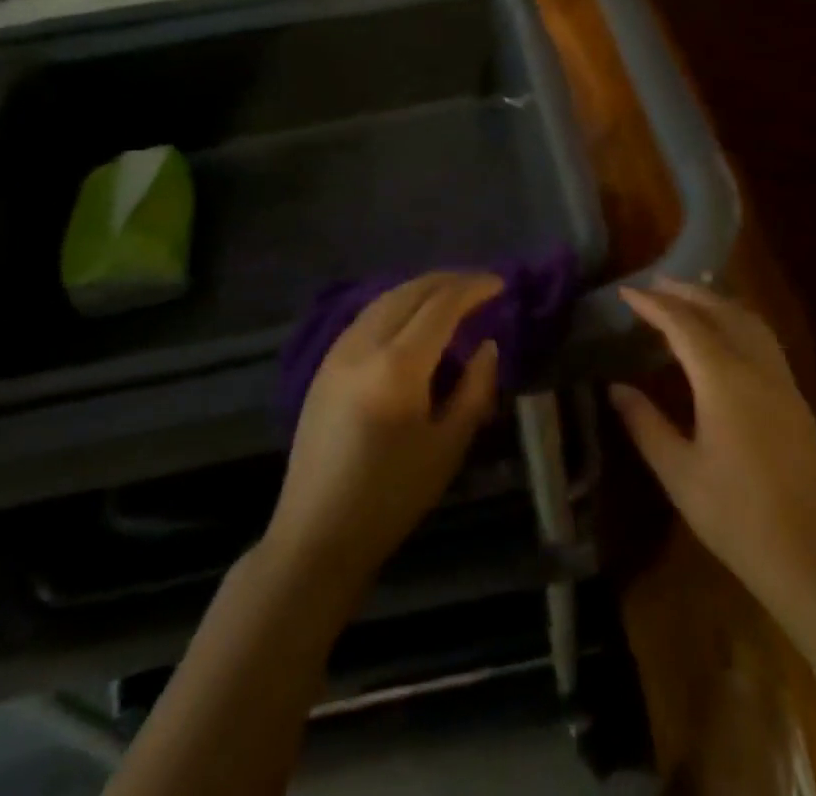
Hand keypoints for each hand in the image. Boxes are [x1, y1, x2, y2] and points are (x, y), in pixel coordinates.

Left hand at [266, 272, 501, 588]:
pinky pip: (366, 315)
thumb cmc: (390, 497)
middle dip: (449, 280)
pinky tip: (411, 315)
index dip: (473, 288)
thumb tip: (487, 346)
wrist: (316, 535)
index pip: (441, 306)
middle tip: (480, 284)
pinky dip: (396, 303)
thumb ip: (474, 389)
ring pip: (385, 298)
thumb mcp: (447, 447)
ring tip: (451, 293)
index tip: (499, 284)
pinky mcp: (324, 365)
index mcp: (397, 366)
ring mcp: (338, 352)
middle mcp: (363, 345)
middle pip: (410, 291)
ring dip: (421, 288)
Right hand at [610, 279, 815, 608]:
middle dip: (686, 293)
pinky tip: (727, 334)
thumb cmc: (735, 515)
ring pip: (748, 320)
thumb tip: (616, 388)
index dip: (653, 305)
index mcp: (724, 380)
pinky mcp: (796, 398)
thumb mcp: (678, 472)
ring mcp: (782, 380)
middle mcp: (756, 368)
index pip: (683, 325)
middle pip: (720, 311)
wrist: (808, 556)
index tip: (627, 293)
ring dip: (716, 301)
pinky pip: (764, 339)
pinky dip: (738, 321)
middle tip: (655, 285)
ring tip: (689, 298)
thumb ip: (645, 424)